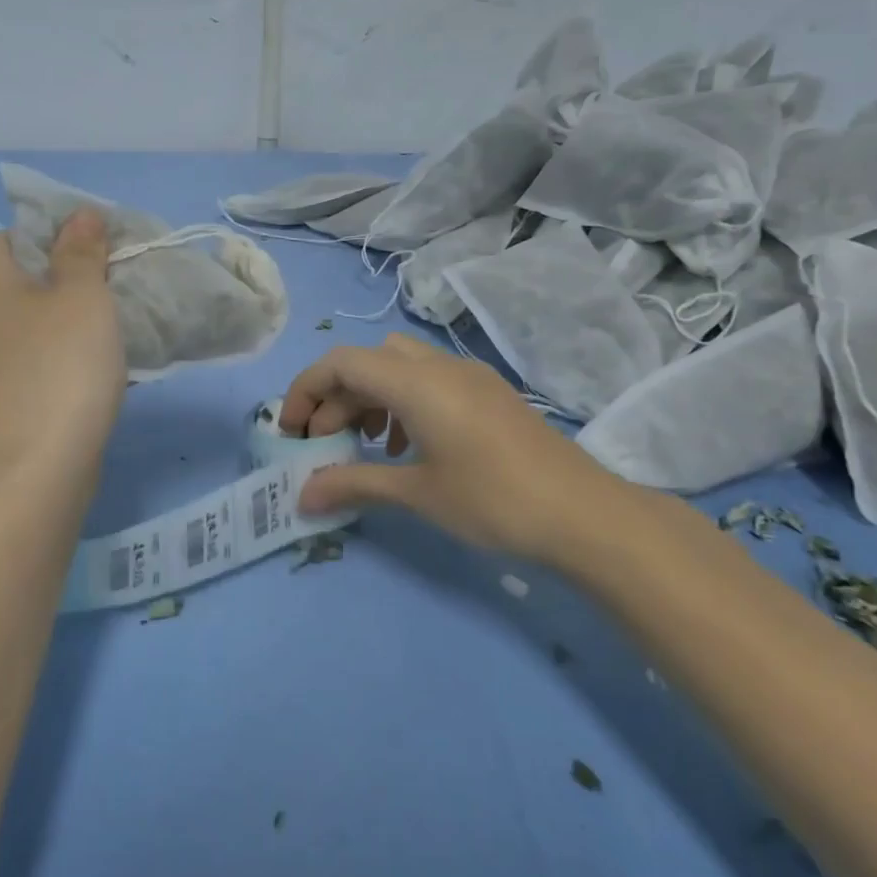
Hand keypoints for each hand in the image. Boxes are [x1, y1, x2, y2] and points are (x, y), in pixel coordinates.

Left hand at [0, 211, 125, 476]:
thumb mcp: (83, 295)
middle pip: (11, 284)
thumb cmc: (60, 365)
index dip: (56, 244)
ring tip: (96, 345)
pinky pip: (14, 367)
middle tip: (102, 304)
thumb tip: (80, 215)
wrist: (33, 468)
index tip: (95, 266)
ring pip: (13, 329)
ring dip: (50, 331)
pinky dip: (42, 366)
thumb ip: (82, 250)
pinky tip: (76, 382)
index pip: (10, 237)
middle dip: (56, 289)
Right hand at [280, 334, 654, 571]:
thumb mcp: (416, 493)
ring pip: (399, 367)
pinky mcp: (488, 393)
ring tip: (367, 444)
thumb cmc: (493, 500)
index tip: (292, 432)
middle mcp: (440, 366)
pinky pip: (429, 381)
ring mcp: (469, 376)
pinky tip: (408, 447)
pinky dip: (402, 403)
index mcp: (417, 382)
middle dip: (336, 398)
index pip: (341, 362)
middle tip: (326, 445)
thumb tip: (302, 497)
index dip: (306, 390)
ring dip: (370, 398)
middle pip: (368, 361)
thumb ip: (353, 484)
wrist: (584, 514)